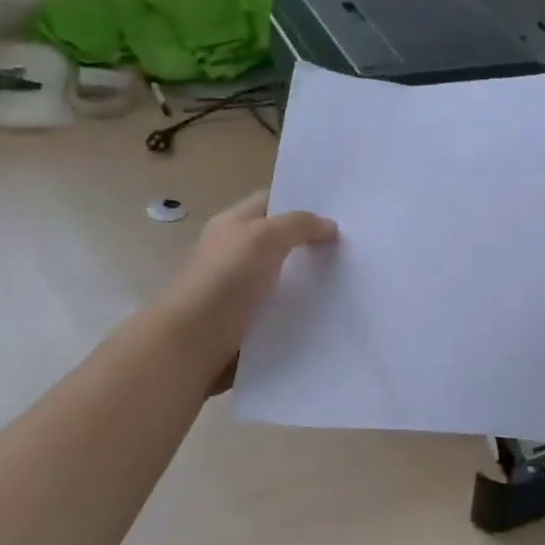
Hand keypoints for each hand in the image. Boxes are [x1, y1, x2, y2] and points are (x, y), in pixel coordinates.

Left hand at [160, 190, 337, 390]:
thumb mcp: (266, 238)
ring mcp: (236, 289)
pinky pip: (276, 311)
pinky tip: (325, 315)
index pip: (270, 201)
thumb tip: (329, 226)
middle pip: (277, 240)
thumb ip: (299, 225)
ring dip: (308, 280)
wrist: (192, 343)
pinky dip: (297, 312)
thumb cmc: (226, 280)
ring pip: (280, 278)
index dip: (301, 202)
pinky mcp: (243, 322)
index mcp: (232, 224)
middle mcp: (232, 252)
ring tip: (347, 281)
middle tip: (352, 248)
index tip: (339, 212)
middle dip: (310, 243)